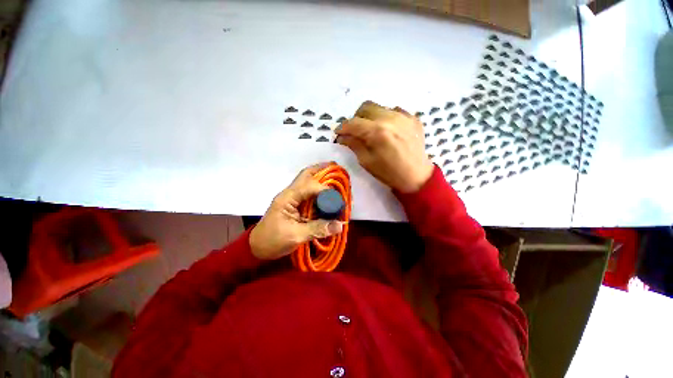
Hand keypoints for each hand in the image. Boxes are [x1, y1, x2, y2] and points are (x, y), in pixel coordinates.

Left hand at [250, 163, 343, 259]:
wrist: (258, 247)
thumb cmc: (273, 241)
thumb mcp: (296, 236)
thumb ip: (318, 229)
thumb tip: (340, 225)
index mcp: (288, 198)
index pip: (309, 186)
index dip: (325, 189)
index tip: (338, 198)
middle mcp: (289, 194)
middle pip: (306, 175)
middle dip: (321, 170)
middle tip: (335, 167)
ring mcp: (291, 198)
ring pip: (306, 182)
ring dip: (320, 178)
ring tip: (334, 177)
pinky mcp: (294, 205)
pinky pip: (308, 193)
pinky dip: (318, 191)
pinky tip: (327, 194)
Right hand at [335, 101, 433, 192]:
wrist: (417, 176)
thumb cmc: (389, 173)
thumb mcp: (367, 161)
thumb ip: (353, 145)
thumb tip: (342, 137)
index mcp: (377, 132)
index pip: (353, 122)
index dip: (342, 127)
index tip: (338, 133)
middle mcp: (390, 118)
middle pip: (365, 107)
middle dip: (356, 118)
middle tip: (355, 131)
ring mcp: (403, 116)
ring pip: (379, 107)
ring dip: (370, 117)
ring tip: (372, 130)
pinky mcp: (413, 118)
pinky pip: (394, 111)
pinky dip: (386, 118)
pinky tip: (388, 130)